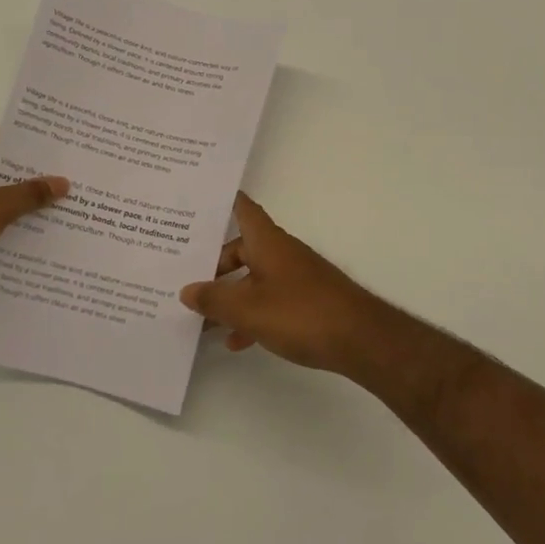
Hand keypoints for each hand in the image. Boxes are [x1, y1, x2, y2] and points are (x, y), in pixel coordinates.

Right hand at [179, 194, 401, 377]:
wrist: (360, 339)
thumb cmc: (301, 313)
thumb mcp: (248, 309)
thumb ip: (214, 299)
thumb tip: (186, 290)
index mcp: (268, 242)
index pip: (242, 209)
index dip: (221, 202)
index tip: (196, 202)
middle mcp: (281, 252)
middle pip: (242, 248)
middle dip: (213, 265)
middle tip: (184, 279)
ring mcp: (296, 276)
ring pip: (253, 278)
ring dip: (230, 296)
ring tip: (203, 320)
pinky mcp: (307, 301)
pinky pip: (269, 300)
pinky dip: (252, 315)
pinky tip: (238, 340)